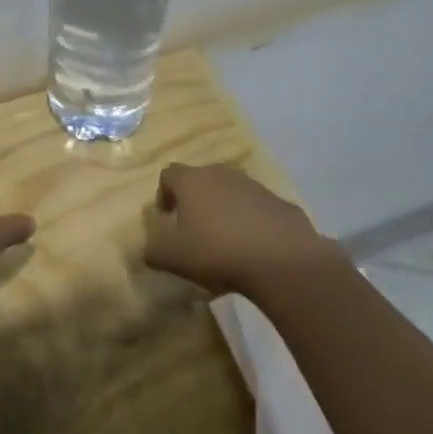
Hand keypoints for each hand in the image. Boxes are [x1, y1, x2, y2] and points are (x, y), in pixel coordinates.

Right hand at [143, 163, 331, 294]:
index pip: (168, 174)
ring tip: (225, 242)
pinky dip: (251, 222)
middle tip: (194, 231)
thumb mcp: (171, 257)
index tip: (167, 219)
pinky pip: (257, 208)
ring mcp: (254, 186)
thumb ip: (153, 249)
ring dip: (224, 210)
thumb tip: (150, 247)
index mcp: (192, 181)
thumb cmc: (216, 251)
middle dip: (195, 202)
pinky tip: (253, 248)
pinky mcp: (280, 202)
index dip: (164, 195)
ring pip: (230, 193)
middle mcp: (221, 174)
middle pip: (201, 180)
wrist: (281, 259)